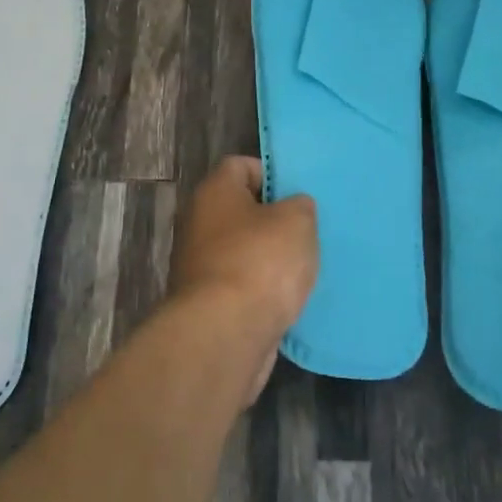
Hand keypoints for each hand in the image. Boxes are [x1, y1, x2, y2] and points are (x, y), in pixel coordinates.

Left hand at [169, 157, 318, 404]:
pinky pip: (239, 288)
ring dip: (267, 260)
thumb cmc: (260, 262)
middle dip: (271, 220)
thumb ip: (299, 206)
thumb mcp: (297, 221)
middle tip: (305, 231)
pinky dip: (259, 293)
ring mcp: (197, 266)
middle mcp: (197, 223)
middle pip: (239, 210)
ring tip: (302, 268)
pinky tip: (287, 302)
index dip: (270, 174)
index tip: (297, 194)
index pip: (240, 165)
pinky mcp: (205, 305)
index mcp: (214, 191)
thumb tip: (293, 208)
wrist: (224, 335)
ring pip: (240, 251)